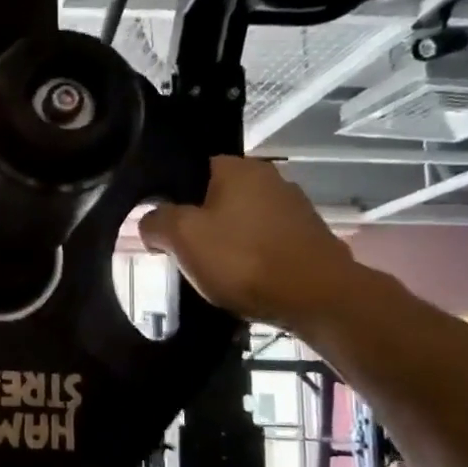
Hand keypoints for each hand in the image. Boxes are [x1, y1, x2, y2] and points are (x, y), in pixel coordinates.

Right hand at [139, 156, 365, 329]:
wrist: (317, 297)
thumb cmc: (243, 259)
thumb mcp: (182, 238)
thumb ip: (156, 221)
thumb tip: (150, 221)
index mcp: (238, 168)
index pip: (193, 169)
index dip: (173, 198)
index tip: (164, 228)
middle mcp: (270, 178)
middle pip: (218, 197)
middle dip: (200, 223)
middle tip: (183, 253)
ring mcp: (295, 208)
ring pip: (243, 221)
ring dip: (227, 243)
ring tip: (213, 272)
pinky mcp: (309, 238)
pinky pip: (266, 243)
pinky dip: (252, 258)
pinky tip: (245, 281)